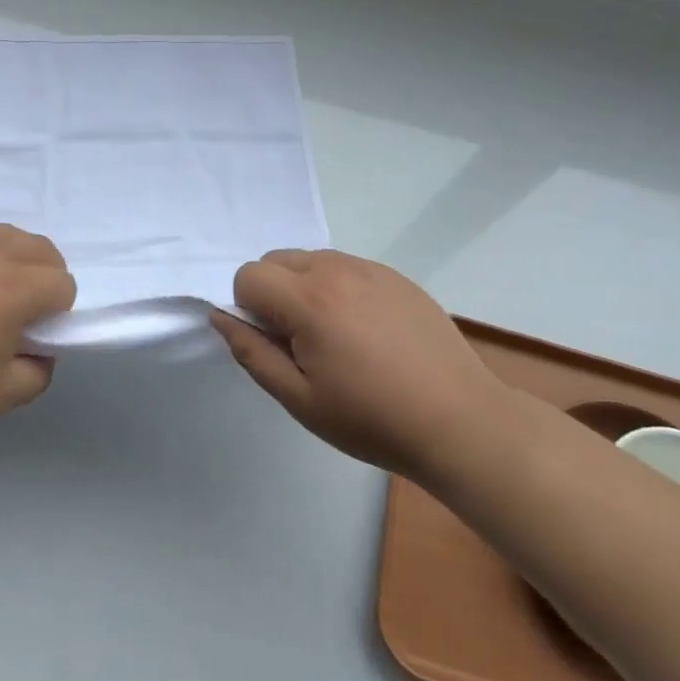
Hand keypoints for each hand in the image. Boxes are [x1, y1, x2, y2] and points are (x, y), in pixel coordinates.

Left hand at [0, 224, 74, 438]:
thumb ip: (39, 372)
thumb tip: (41, 349)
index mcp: (13, 288)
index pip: (63, 284)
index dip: (59, 313)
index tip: (33, 336)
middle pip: (43, 249)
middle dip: (46, 277)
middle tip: (22, 313)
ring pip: (8, 235)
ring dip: (17, 259)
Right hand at [211, 250, 502, 480]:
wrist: (459, 421)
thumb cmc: (372, 419)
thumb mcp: (300, 399)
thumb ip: (252, 352)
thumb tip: (220, 317)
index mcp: (309, 300)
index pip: (248, 275)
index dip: (248, 310)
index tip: (276, 345)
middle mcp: (336, 270)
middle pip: (276, 259)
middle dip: (272, 293)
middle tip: (301, 343)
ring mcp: (370, 268)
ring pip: (311, 259)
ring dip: (304, 288)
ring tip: (336, 337)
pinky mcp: (396, 275)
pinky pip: (346, 267)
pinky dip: (338, 288)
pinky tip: (367, 331)